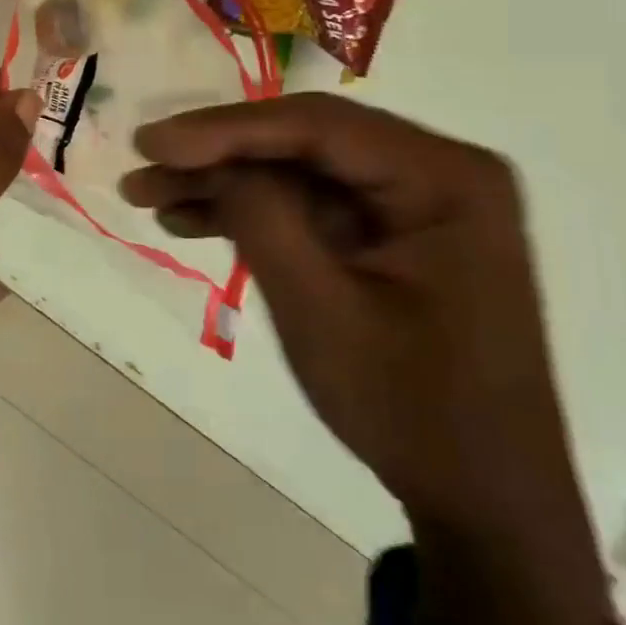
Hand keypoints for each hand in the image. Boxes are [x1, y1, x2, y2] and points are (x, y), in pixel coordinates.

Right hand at [121, 95, 620, 624]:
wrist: (483, 498)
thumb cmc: (410, 407)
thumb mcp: (321, 310)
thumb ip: (262, 219)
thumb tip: (211, 161)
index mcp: (445, 178)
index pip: (317, 127)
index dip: (224, 129)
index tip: (150, 143)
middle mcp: (436, 172)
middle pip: (304, 142)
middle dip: (217, 156)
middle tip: (142, 168)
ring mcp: (413, 203)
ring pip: (298, 171)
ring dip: (224, 184)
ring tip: (150, 197)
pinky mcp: (390, 233)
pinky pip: (311, 206)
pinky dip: (253, 213)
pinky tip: (192, 222)